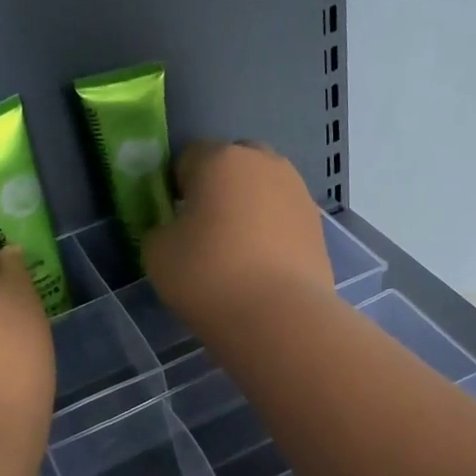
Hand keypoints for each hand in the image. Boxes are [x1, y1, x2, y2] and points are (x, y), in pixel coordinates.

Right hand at [144, 141, 333, 330]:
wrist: (279, 317)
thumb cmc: (209, 276)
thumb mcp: (157, 253)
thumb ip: (161, 229)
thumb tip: (176, 229)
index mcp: (221, 159)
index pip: (188, 158)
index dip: (176, 187)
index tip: (173, 220)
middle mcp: (264, 163)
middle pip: (232, 166)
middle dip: (218, 190)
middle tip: (205, 232)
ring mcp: (298, 192)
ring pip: (263, 191)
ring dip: (248, 210)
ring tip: (237, 253)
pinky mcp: (318, 225)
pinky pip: (283, 218)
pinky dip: (271, 233)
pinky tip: (262, 267)